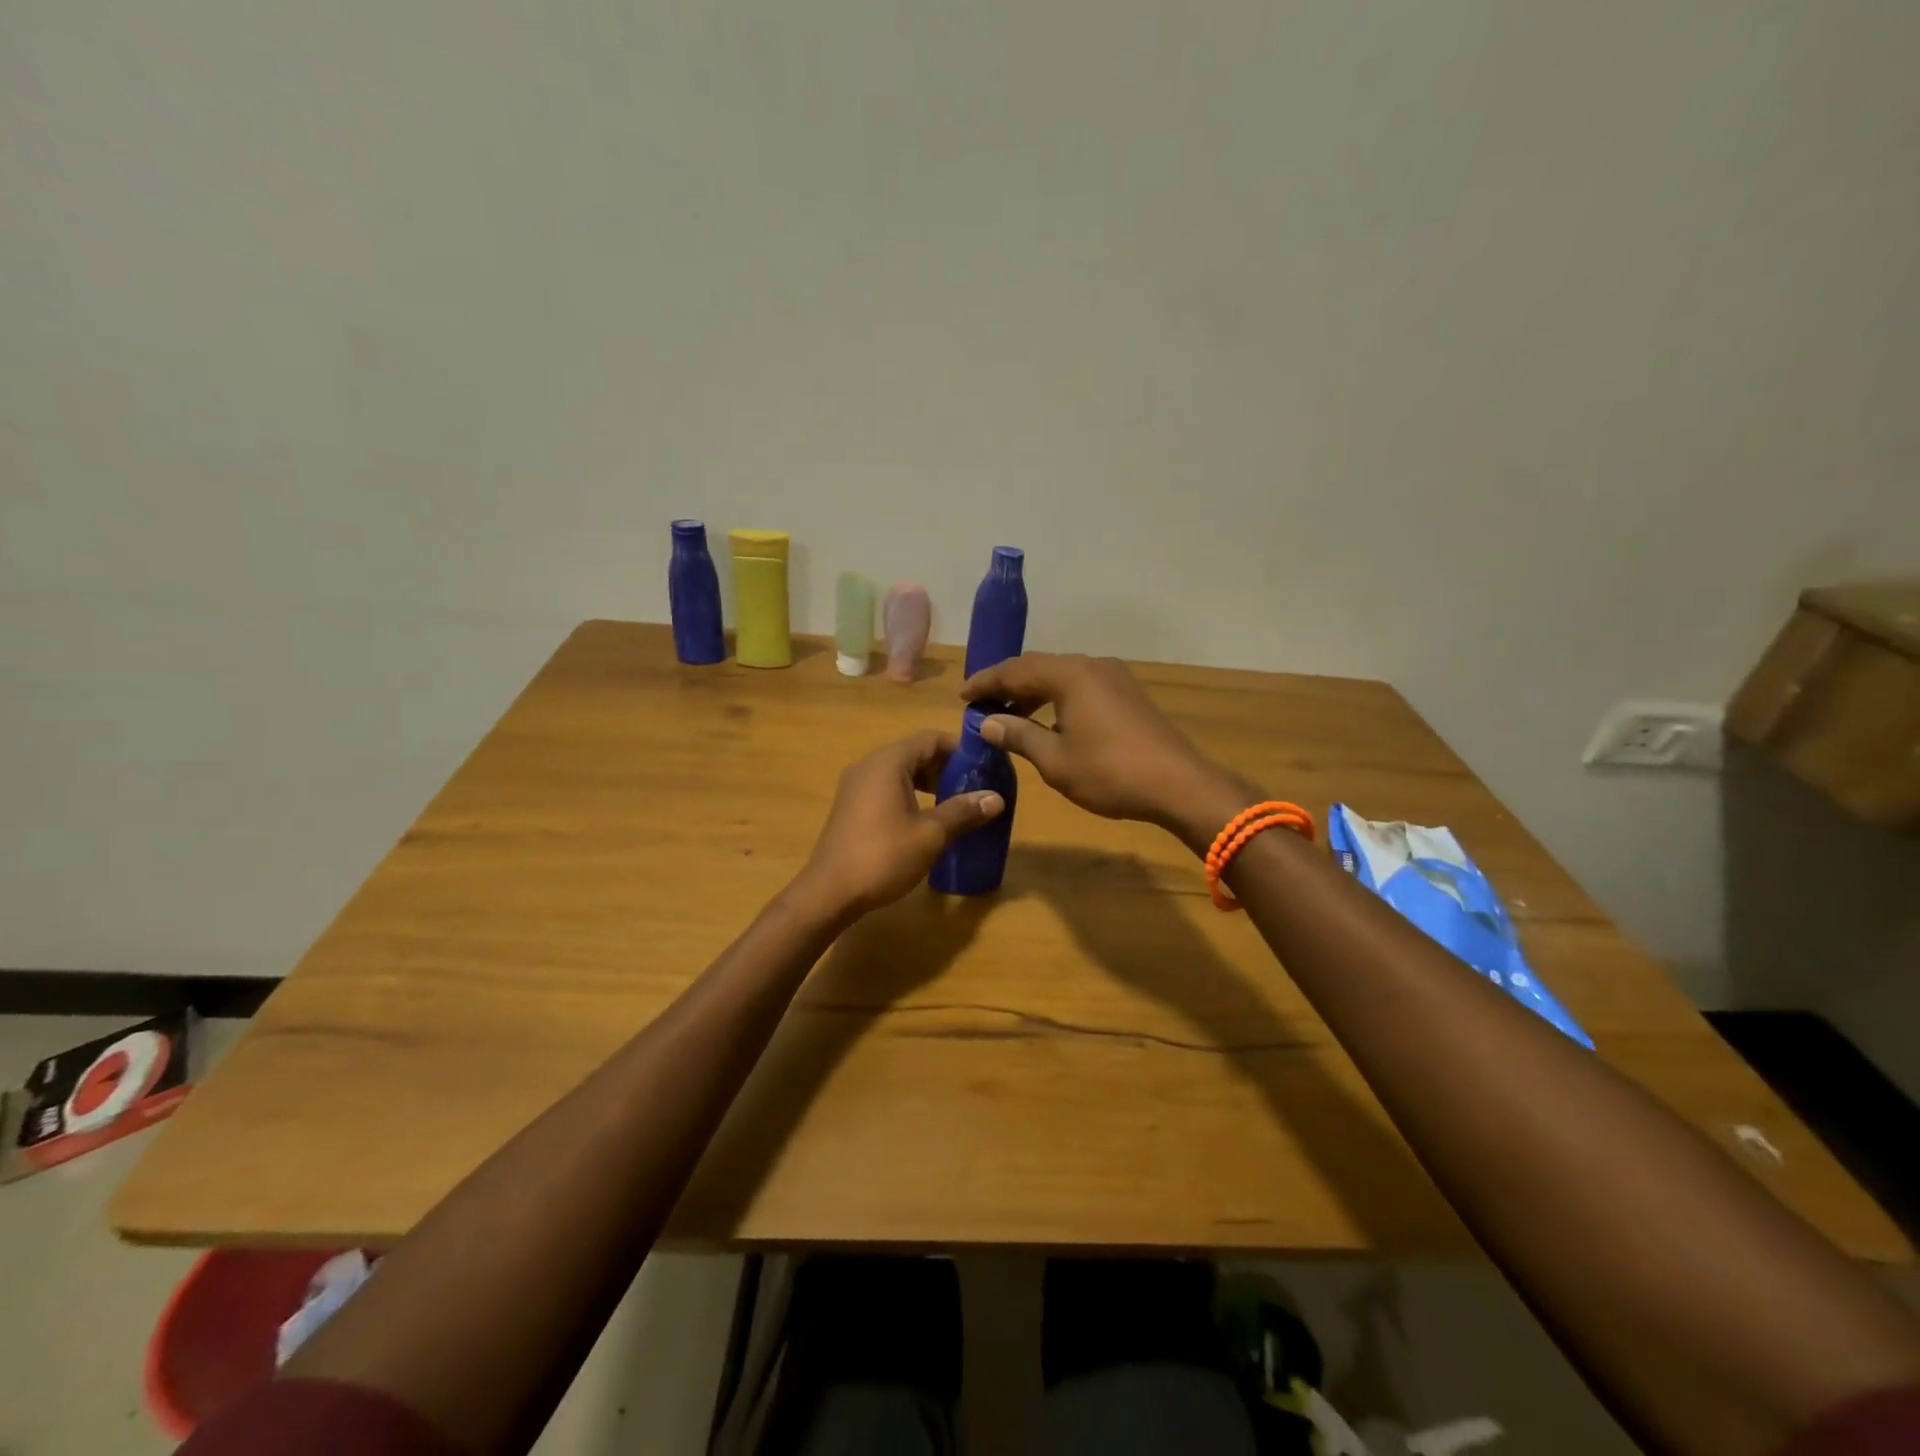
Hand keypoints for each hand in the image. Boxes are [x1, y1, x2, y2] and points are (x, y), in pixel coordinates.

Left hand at [798, 731, 1005, 915]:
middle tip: (974, 788)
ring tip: (955, 805)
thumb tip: (996, 798)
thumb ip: (963, 811)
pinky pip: (886, 789)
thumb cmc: (883, 856)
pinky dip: (910, 795)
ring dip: (929, 783)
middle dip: (946, 768)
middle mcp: (869, 766)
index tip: (984, 767)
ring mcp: (855, 786)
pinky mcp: (850, 807)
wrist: (830, 892)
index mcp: (888, 762)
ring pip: (900, 772)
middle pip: (915, 753)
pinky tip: (925, 820)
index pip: (930, 739)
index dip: (960, 749)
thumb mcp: (931, 834)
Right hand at [960, 654, 1251, 846]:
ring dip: (1033, 692)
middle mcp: (1091, 665)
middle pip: (1038, 667)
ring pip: (1062, 676)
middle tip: (982, 704)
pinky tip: (1049, 720)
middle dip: (1008, 684)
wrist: (1179, 784)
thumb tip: (987, 722)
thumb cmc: (1110, 772)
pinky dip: (1057, 698)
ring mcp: (1114, 677)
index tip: (962, 697)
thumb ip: (1019, 735)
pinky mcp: (1128, 693)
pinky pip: (1081, 686)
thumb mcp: (1055, 760)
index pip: (1015, 670)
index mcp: (1069, 674)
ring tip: (1010, 714)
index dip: (985, 683)